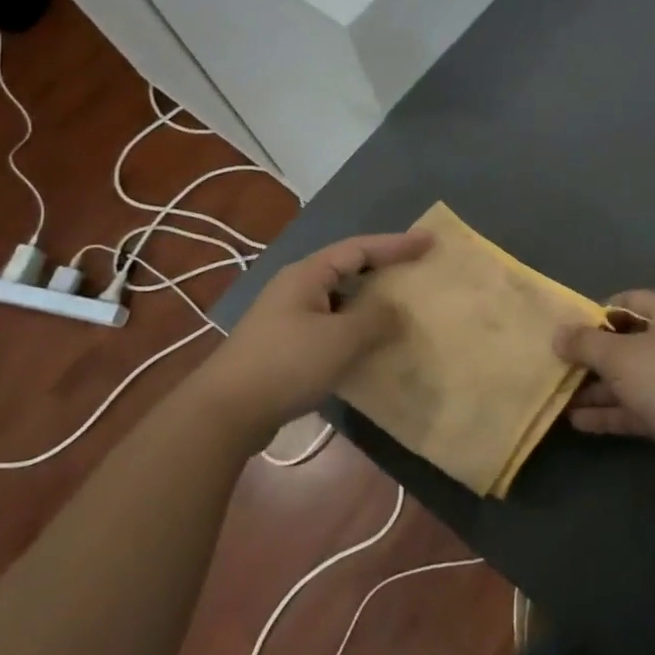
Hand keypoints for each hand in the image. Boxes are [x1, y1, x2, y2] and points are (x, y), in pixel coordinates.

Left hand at [203, 230, 430, 447]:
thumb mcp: (341, 339)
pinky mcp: (285, 346)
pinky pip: (330, 326)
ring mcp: (288, 318)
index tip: (429, 241)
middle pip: (348, 269)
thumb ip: (376, 319)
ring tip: (400, 308)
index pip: (360, 248)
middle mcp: (296, 288)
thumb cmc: (286, 363)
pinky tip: (369, 346)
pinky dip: (354, 329)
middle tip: (416, 270)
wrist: (225, 413)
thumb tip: (397, 310)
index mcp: (308, 274)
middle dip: (383, 269)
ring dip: (369, 302)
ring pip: (339, 300)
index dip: (396, 244)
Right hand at [555, 290, 654, 484]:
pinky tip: (577, 421)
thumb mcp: (619, 355)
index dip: (596, 313)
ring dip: (597, 387)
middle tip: (558, 364)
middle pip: (627, 341)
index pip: (628, 301)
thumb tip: (558, 334)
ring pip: (629, 377)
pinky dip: (610, 411)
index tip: (567, 330)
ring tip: (559, 394)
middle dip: (592, 355)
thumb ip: (585, 343)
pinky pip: (636, 406)